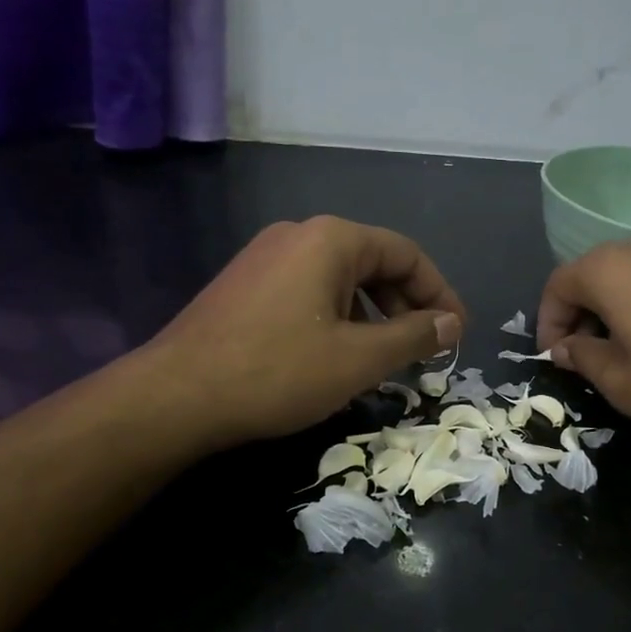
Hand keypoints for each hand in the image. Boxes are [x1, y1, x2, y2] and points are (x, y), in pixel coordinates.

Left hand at [146, 216, 466, 448]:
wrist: (174, 396)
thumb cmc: (277, 372)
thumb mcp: (357, 359)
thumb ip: (412, 337)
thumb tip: (450, 323)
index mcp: (331, 239)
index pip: (406, 254)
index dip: (439, 293)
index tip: (456, 334)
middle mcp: (298, 235)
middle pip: (372, 261)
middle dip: (405, 305)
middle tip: (423, 349)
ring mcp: (265, 256)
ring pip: (339, 278)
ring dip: (372, 313)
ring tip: (382, 357)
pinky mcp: (244, 283)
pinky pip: (308, 289)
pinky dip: (336, 316)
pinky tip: (334, 354)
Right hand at [534, 238, 630, 454]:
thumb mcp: (621, 383)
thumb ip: (582, 358)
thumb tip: (567, 347)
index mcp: (611, 270)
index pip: (558, 284)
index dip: (548, 322)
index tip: (554, 358)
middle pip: (592, 273)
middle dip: (579, 313)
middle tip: (583, 356)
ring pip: (628, 276)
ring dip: (612, 308)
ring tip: (622, 351)